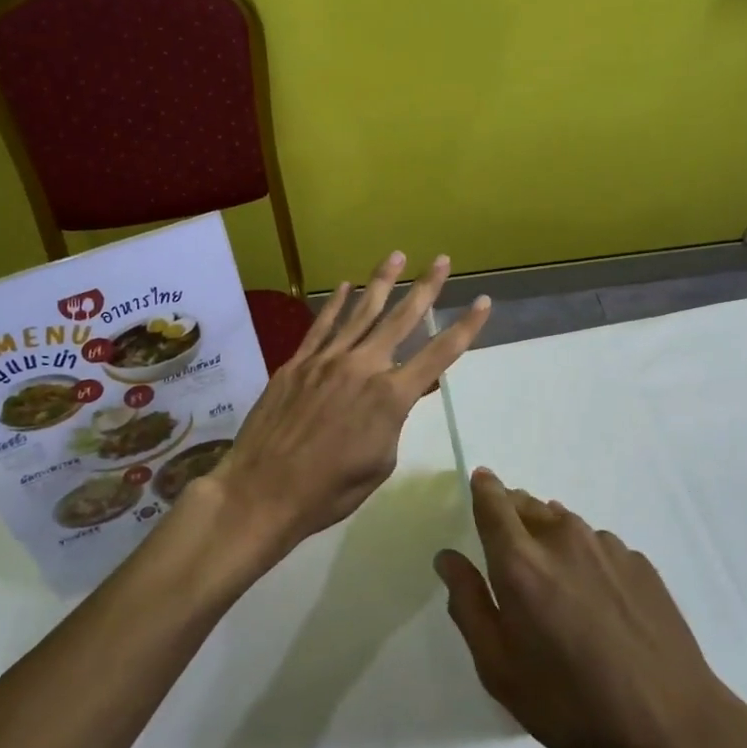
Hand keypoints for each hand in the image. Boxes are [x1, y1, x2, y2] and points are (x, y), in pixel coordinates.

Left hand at [200, 252, 490, 563]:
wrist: (263, 491)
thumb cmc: (330, 490)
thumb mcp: (380, 462)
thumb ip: (395, 420)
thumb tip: (406, 392)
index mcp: (391, 397)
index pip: (439, 354)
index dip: (465, 328)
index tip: (483, 302)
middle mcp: (363, 367)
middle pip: (401, 319)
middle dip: (426, 287)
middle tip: (442, 260)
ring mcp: (326, 360)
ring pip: (361, 312)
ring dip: (382, 282)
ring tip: (397, 256)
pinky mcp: (297, 363)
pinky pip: (322, 325)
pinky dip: (336, 304)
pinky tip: (345, 287)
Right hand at [436, 469, 746, 747]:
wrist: (673, 727)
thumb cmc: (570, 705)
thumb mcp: (499, 668)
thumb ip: (468, 604)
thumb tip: (448, 557)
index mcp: (520, 561)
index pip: (493, 502)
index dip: (483, 487)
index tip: (479, 482)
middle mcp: (563, 538)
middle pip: (528, 505)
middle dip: (511, 513)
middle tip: (508, 548)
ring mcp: (607, 547)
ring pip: (564, 523)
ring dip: (549, 535)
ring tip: (553, 579)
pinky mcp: (640, 563)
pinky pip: (598, 545)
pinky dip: (584, 556)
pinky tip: (596, 600)